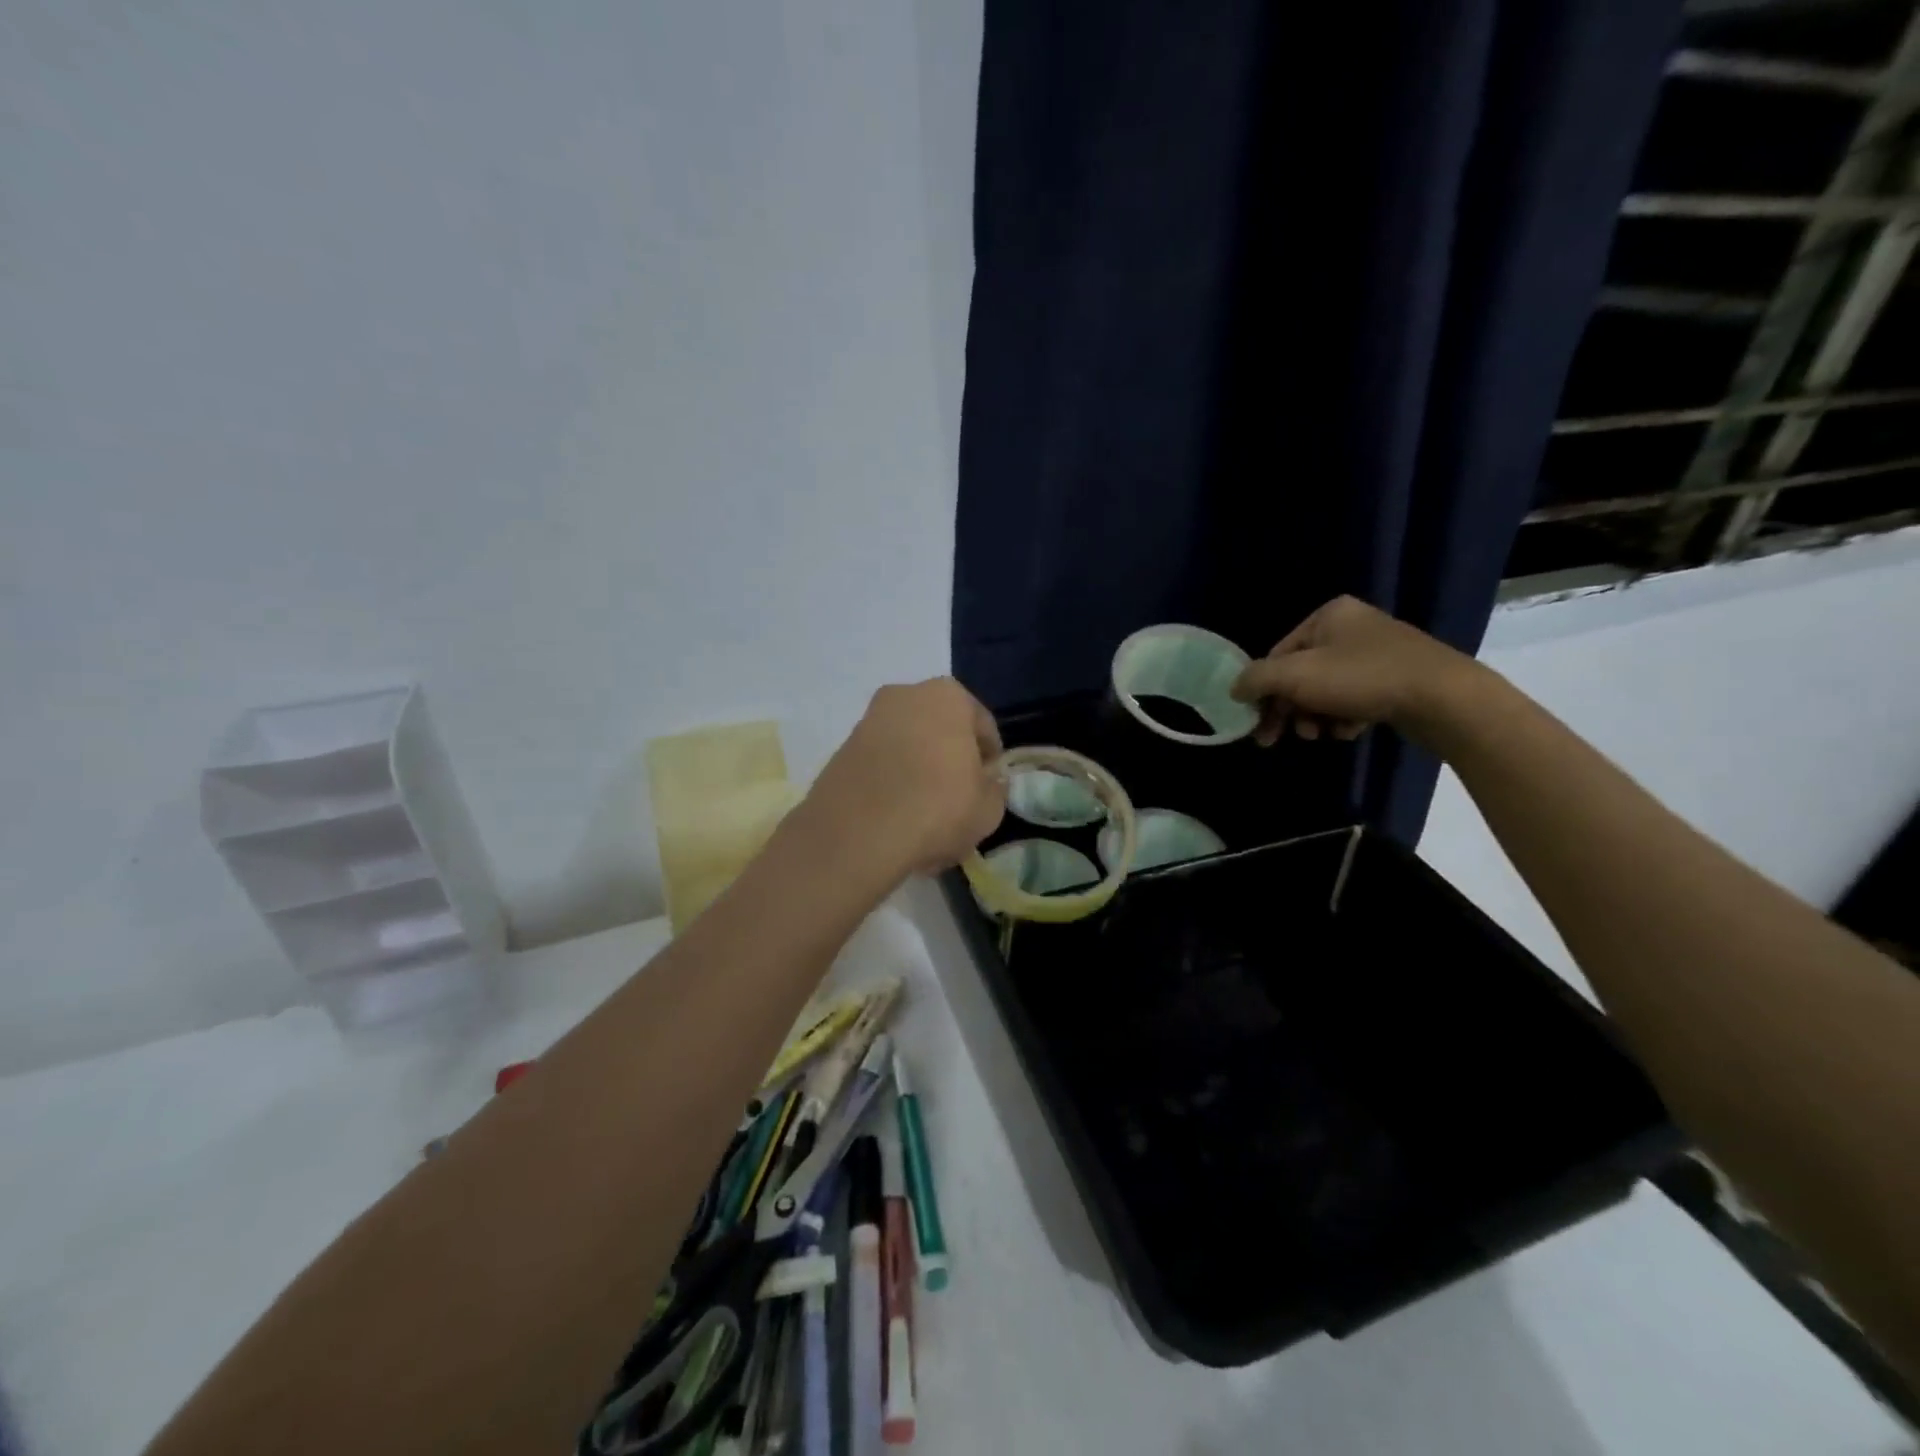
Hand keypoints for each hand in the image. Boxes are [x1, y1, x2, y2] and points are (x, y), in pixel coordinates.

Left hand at [803, 678, 1005, 875]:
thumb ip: (994, 787)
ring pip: (908, 748)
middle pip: (940, 732)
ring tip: (925, 815)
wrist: (857, 834)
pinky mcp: (841, 750)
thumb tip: (986, 781)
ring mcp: (868, 721)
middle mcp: (905, 696)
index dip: (990, 760)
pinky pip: (880, 766)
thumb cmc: (938, 808)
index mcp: (948, 696)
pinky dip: (891, 785)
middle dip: (950, 761)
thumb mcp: (989, 808)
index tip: (989, 787)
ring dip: (919, 773)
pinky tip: (897, 819)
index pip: (982, 727)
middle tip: (958, 800)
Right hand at [1230, 596, 1481, 746]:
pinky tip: (1352, 730)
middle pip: (1301, 675)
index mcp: (1328, 615)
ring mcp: (1378, 652)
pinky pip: (1355, 698)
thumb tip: (1234, 688)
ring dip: (1316, 716)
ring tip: (1323, 734)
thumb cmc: (1362, 678)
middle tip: (1279, 739)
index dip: (1263, 691)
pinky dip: (1346, 717)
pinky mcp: (1398, 678)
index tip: (1259, 725)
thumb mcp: (1295, 676)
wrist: (1443, 698)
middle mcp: (1352, 627)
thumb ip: (1256, 679)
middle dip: (1290, 709)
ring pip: (1326, 690)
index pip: (1277, 655)